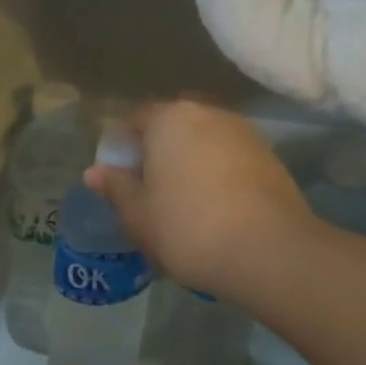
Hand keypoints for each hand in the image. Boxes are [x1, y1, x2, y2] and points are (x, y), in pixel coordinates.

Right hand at [85, 99, 310, 295]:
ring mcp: (243, 132)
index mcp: (169, 118)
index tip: (120, 179)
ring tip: (184, 200)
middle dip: (159, 150)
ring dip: (191, 161)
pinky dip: (219, 173)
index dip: (123, 147)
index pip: (136, 119)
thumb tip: (95, 172)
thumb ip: (116, 187)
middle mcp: (207, 113)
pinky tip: (216, 206)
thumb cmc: (188, 228)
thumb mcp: (138, 215)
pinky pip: (230, 157)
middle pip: (173, 126)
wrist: (269, 251)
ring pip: (205, 140)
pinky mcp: (270, 156)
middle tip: (150, 189)